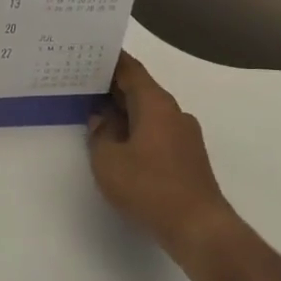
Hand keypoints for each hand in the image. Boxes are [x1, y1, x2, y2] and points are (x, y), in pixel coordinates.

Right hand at [88, 52, 235, 263]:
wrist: (199, 228)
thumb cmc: (149, 187)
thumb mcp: (108, 160)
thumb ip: (100, 134)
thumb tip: (102, 120)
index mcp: (156, 104)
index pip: (130, 70)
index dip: (108, 60)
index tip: (87, 53)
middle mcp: (174, 113)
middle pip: (140, 90)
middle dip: (112, 86)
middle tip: (81, 82)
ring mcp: (184, 136)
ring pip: (148, 113)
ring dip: (123, 111)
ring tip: (94, 113)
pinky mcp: (187, 158)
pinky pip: (156, 132)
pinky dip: (135, 130)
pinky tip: (118, 143)